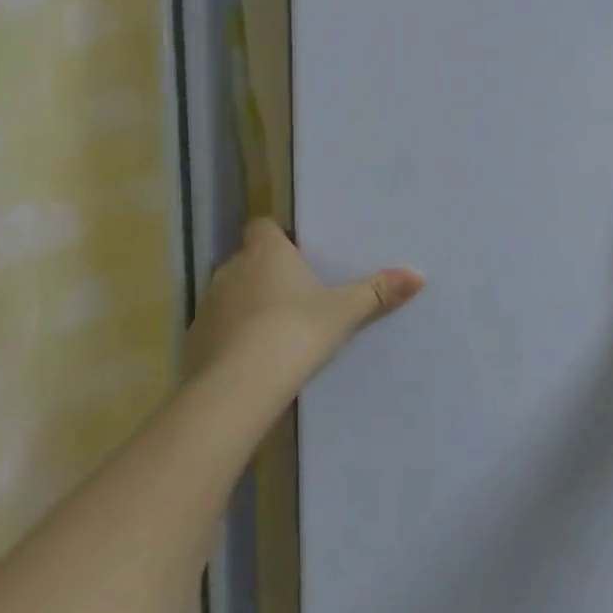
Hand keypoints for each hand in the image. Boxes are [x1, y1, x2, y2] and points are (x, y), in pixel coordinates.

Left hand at [185, 217, 424, 385]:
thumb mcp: (344, 312)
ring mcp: (207, 305)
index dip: (278, 236)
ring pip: (231, 294)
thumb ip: (378, 292)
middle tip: (299, 293)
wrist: (240, 386)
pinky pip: (217, 328)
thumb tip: (418, 275)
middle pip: (247, 260)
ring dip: (248, 305)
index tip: (299, 253)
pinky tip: (253, 358)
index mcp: (266, 252)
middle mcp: (231, 269)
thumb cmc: (296, 331)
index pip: (263, 226)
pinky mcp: (194, 340)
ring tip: (277, 328)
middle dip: (267, 273)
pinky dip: (232, 336)